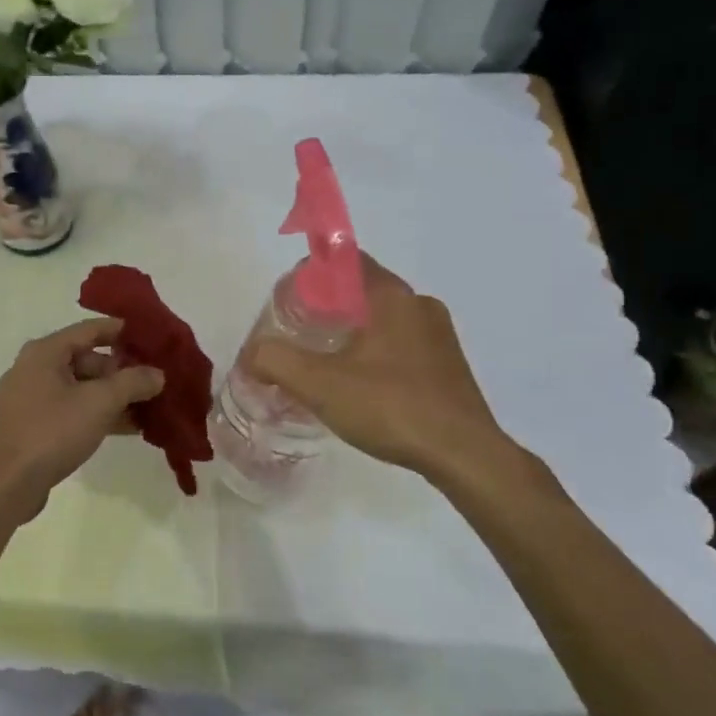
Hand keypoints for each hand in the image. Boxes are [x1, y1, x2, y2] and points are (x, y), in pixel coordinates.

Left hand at [0, 317, 164, 523]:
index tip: (149, 334)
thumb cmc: (53, 431)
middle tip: (153, 380)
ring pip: (80, 387)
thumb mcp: (100, 403)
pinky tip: (127, 427)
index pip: (88, 329)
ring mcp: (32, 398)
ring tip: (148, 406)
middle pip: (86, 359)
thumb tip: (158, 374)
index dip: (120, 330)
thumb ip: (132, 383)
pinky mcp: (34, 425)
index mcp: (44, 352)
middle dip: (120, 370)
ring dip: (113, 396)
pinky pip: (72, 409)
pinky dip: (96, 413)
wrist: (9, 485)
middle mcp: (34, 368)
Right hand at [249, 255, 549, 497]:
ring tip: (325, 363)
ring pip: (384, 319)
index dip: (314, 271)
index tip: (290, 299)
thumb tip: (251, 354)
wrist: (465, 455)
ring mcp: (440, 335)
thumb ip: (276, 362)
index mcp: (391, 296)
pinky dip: (377, 353)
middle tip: (299, 335)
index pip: (347, 259)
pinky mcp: (449, 365)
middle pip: (363, 290)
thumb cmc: (391, 407)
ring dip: (354, 332)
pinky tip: (363, 387)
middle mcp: (419, 304)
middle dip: (328, 306)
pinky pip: (403, 344)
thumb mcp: (320, 384)